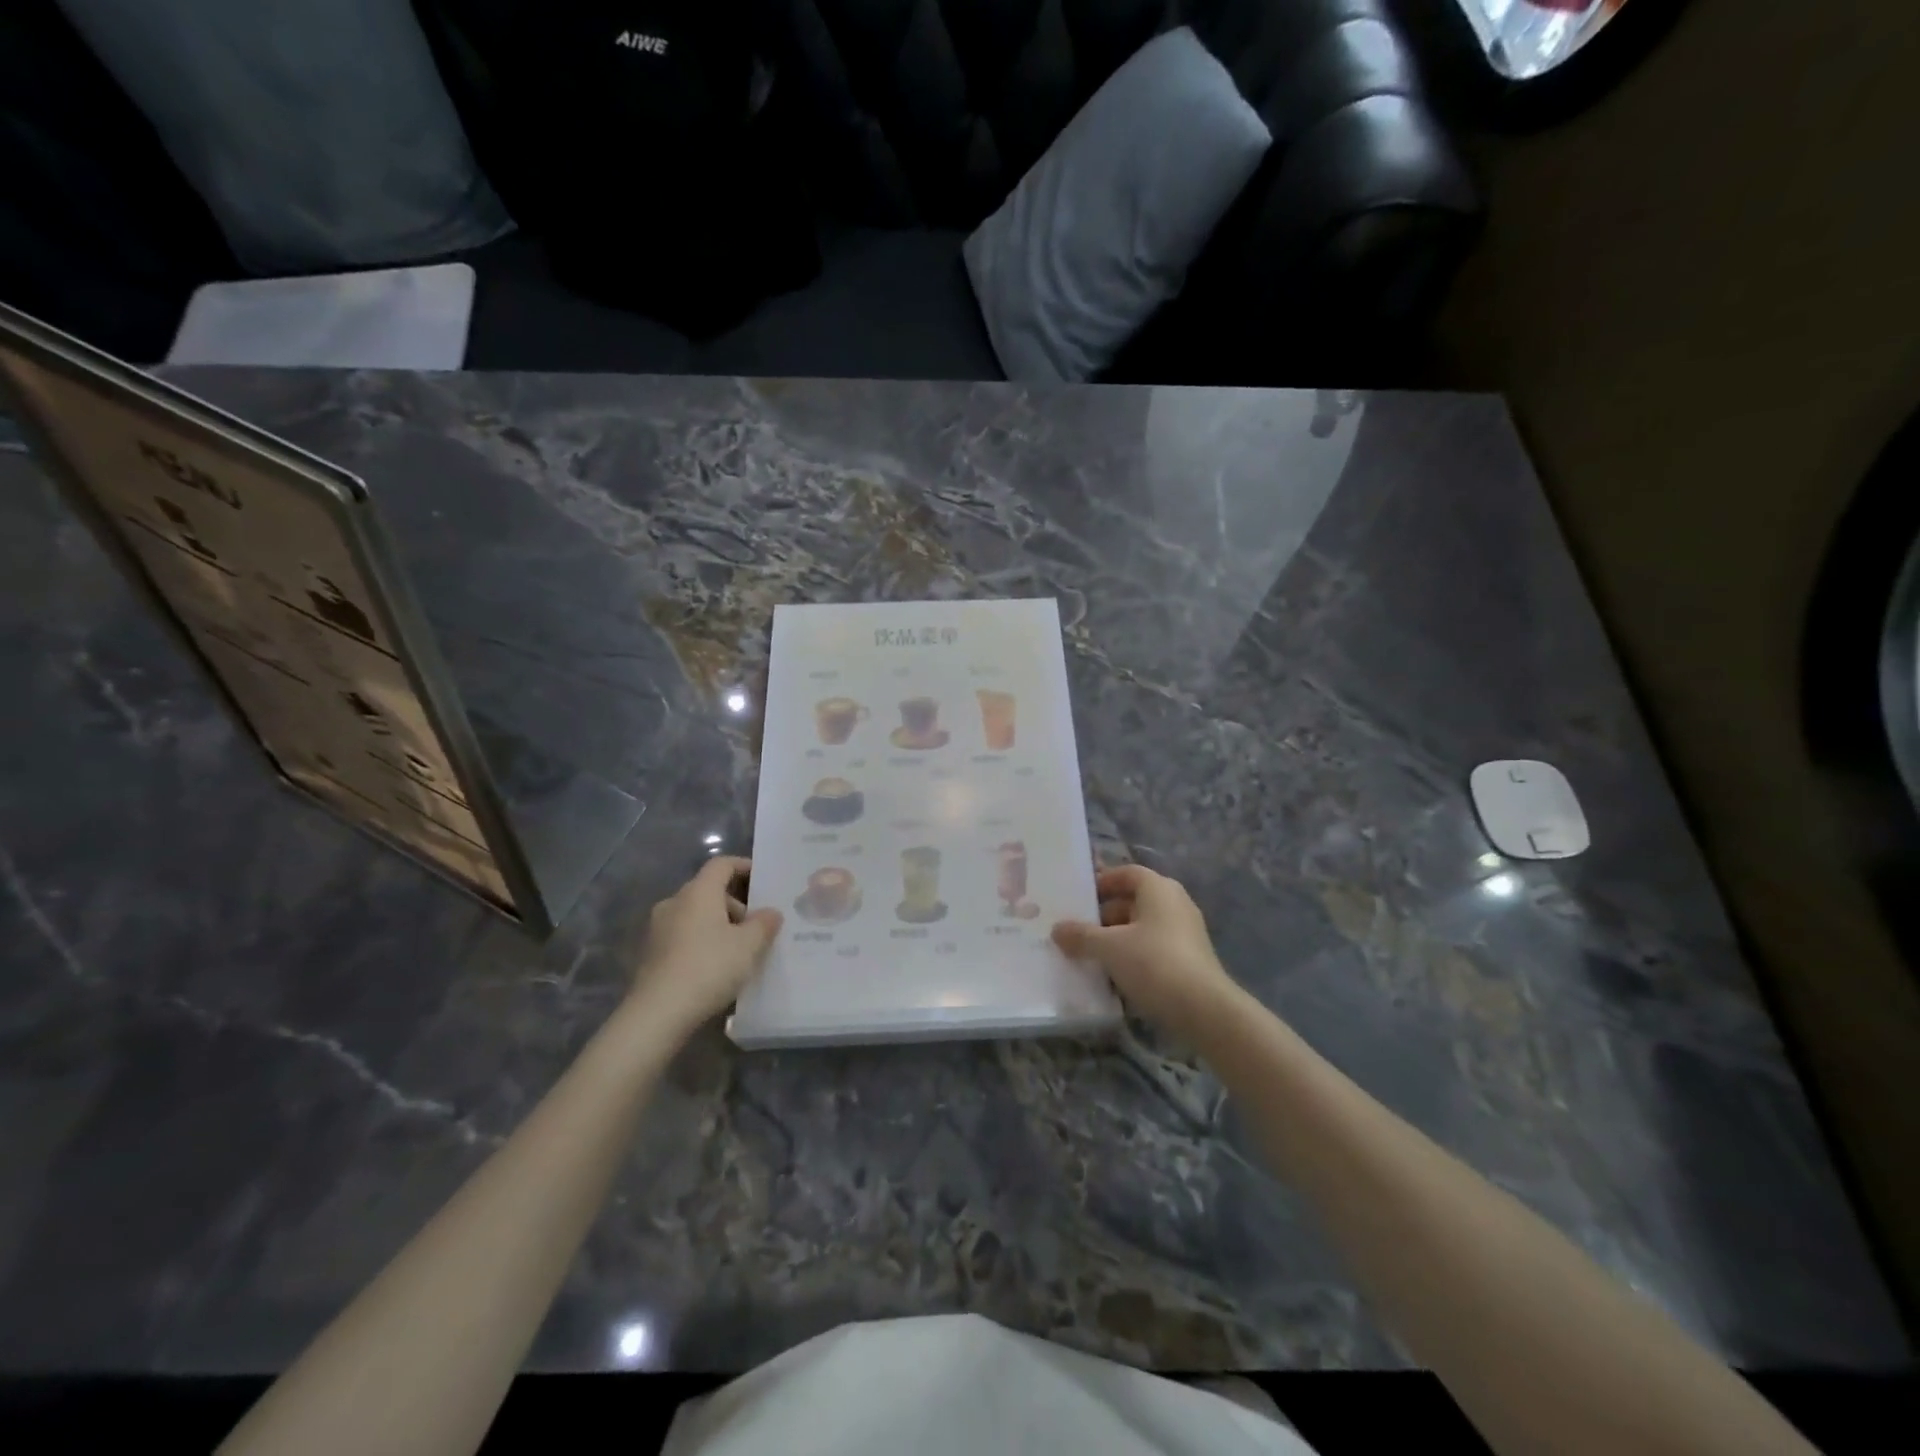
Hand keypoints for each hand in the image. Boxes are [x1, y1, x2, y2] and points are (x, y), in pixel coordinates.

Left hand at [631, 857, 781, 1035]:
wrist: (658, 1013)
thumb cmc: (709, 968)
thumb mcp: (748, 946)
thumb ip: (764, 924)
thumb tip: (771, 912)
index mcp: (698, 892)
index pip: (721, 864)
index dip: (743, 866)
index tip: (763, 878)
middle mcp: (675, 902)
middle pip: (709, 890)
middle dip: (735, 904)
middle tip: (756, 926)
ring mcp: (658, 928)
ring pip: (695, 914)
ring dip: (719, 924)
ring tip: (739, 950)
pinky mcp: (651, 952)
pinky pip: (684, 935)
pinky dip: (702, 940)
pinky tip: (716, 966)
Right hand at [1052, 864, 1240, 1043]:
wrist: (1204, 1010)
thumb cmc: (1154, 963)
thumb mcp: (1109, 948)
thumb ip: (1081, 936)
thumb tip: (1057, 929)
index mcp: (1159, 889)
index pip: (1126, 873)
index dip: (1102, 882)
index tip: (1079, 899)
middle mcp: (1175, 903)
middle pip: (1133, 900)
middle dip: (1104, 915)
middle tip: (1078, 931)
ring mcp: (1186, 932)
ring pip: (1142, 927)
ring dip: (1117, 939)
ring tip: (1090, 956)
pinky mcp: (1189, 960)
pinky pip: (1154, 949)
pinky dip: (1134, 956)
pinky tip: (1114, 976)